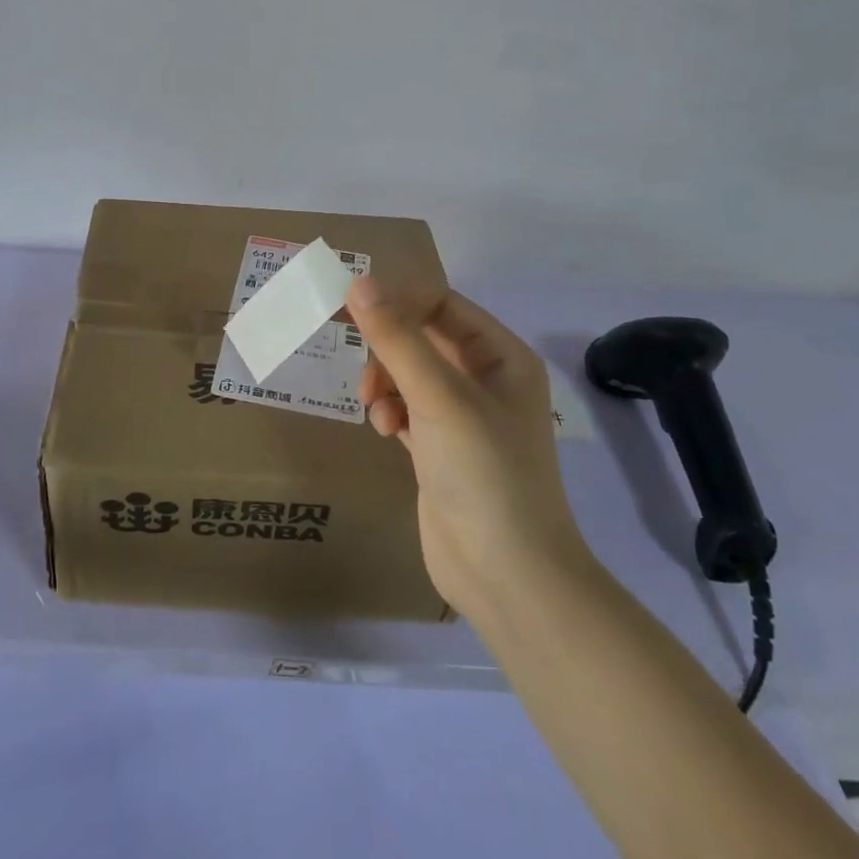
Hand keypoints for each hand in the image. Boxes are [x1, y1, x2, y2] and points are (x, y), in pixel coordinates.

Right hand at [348, 276, 587, 620]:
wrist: (508, 576)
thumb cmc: (484, 474)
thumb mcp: (439, 398)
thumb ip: (397, 339)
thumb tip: (359, 282)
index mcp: (502, 356)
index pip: (441, 304)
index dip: (397, 300)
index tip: (350, 309)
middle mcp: (485, 379)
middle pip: (422, 336)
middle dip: (386, 343)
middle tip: (350, 349)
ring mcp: (463, 416)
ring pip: (409, 372)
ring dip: (384, 378)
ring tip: (373, 403)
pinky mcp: (440, 448)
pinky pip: (405, 407)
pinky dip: (389, 409)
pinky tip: (383, 428)